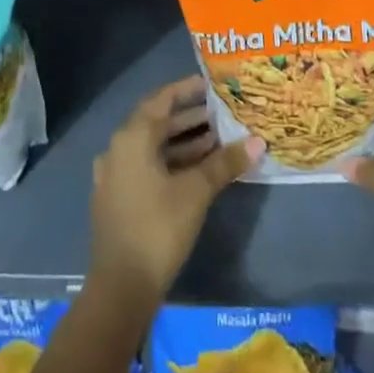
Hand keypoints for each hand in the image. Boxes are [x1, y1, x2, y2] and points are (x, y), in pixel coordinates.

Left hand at [89, 76, 261, 304]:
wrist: (120, 288)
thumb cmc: (158, 228)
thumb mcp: (196, 191)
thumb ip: (225, 163)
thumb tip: (258, 142)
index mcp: (132, 137)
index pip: (161, 99)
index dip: (186, 89)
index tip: (211, 84)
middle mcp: (118, 149)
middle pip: (157, 123)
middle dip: (190, 118)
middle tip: (222, 113)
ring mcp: (115, 175)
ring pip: (153, 148)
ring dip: (183, 142)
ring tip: (218, 140)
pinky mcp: (118, 199)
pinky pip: (147, 167)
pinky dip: (172, 162)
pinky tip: (199, 171)